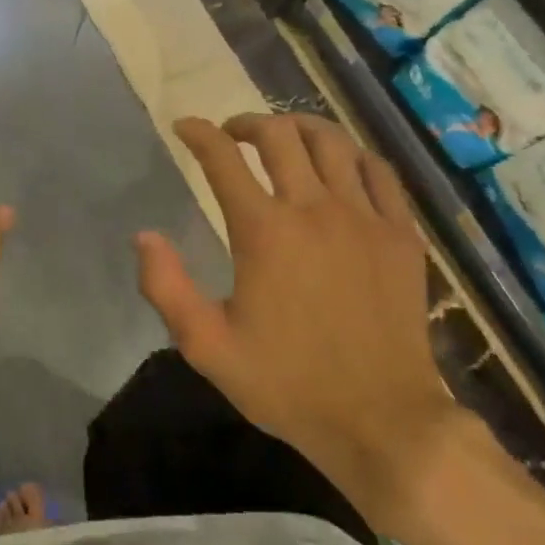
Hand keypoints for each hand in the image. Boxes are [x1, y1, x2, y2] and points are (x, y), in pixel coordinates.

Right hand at [136, 111, 456, 531]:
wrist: (383, 421)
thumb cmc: (288, 383)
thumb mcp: (207, 346)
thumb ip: (166, 287)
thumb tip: (144, 235)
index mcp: (264, 231)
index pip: (223, 158)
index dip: (198, 134)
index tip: (185, 127)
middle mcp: (314, 209)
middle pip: (279, 135)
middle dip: (248, 123)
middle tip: (232, 134)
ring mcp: (365, 218)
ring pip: (332, 141)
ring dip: (300, 127)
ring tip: (284, 136)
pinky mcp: (401, 235)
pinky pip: (379, 172)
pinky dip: (353, 155)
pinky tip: (341, 164)